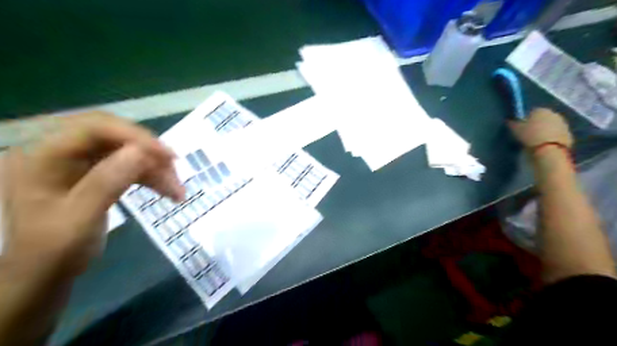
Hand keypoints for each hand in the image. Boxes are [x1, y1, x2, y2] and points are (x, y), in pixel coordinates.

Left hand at [1, 112, 184, 276]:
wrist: (46, 275)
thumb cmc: (54, 253)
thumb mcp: (80, 220)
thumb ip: (107, 183)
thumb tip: (142, 152)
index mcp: (43, 157)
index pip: (94, 128)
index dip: (135, 137)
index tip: (169, 157)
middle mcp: (61, 152)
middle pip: (115, 136)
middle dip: (149, 152)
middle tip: (175, 170)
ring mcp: (80, 163)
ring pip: (128, 152)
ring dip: (156, 168)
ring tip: (178, 191)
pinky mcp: (97, 174)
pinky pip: (130, 166)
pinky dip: (152, 177)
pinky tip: (169, 191)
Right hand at [506, 108, 573, 148]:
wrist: (549, 149)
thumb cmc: (529, 136)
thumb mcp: (515, 129)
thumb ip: (512, 123)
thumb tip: (509, 121)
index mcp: (540, 110)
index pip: (532, 112)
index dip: (526, 119)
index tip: (521, 128)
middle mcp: (554, 113)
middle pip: (543, 118)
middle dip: (537, 124)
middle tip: (528, 134)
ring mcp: (564, 124)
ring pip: (551, 126)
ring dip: (545, 131)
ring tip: (536, 141)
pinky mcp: (569, 134)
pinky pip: (557, 135)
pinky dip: (551, 138)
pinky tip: (544, 145)